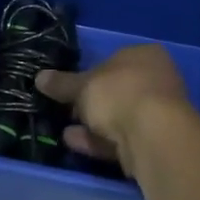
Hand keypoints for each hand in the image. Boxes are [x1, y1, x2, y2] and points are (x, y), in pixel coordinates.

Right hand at [35, 44, 192, 177]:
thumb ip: (62, 84)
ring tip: (64, 129)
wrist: (152, 135)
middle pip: (117, 91)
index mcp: (145, 55)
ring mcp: (159, 114)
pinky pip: (121, 139)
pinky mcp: (155, 142)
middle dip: (91, 102)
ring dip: (93, 124)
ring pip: (119, 117)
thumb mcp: (82, 86)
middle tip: (67, 109)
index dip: (90, 73)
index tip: (71, 87)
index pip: (114, 60)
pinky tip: (74, 143)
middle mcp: (157, 80)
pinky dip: (98, 141)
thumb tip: (40, 77)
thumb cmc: (119, 93)